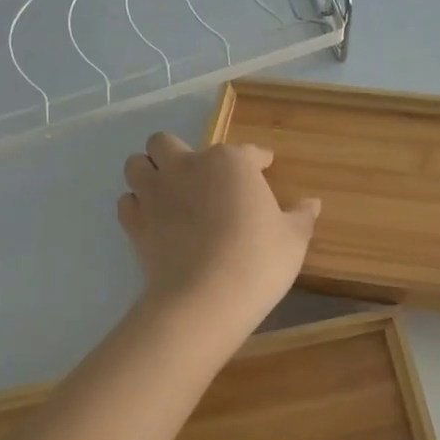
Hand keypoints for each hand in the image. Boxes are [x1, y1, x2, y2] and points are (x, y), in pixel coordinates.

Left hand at [118, 132, 320, 339]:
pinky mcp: (136, 223)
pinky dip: (136, 207)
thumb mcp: (292, 239)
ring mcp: (156, 193)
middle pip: (166, 142)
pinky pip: (127, 203)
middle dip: (177, 153)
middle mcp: (187, 166)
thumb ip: (300, 216)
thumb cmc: (258, 260)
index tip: (264, 164)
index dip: (258, 158)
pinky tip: (151, 219)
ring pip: (136, 164)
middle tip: (195, 175)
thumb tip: (312, 204)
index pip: (247, 151)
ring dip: (148, 172)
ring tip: (165, 191)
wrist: (207, 297)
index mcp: (230, 162)